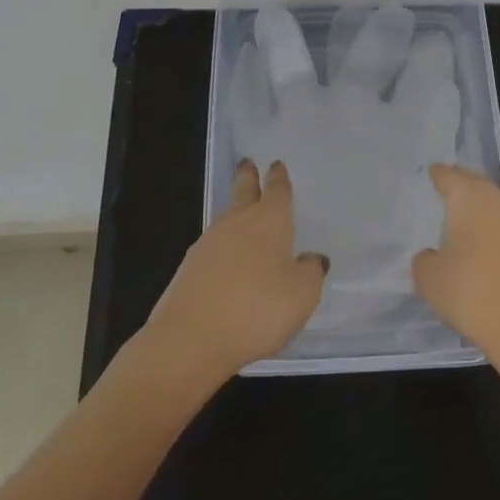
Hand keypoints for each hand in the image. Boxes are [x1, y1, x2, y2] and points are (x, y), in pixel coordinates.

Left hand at [146, 159, 327, 381]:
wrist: (192, 338)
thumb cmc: (258, 308)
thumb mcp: (302, 294)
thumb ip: (310, 272)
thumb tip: (311, 258)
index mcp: (269, 221)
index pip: (277, 191)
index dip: (278, 178)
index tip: (275, 164)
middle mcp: (238, 223)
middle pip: (243, 192)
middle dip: (248, 177)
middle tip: (246, 162)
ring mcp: (208, 244)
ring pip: (226, 219)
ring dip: (235, 212)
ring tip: (242, 213)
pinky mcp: (189, 269)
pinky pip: (212, 249)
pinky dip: (222, 248)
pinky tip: (227, 262)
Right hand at [411, 165, 499, 370]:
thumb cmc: (471, 291)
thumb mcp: (429, 277)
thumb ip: (424, 260)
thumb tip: (432, 257)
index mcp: (470, 195)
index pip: (447, 175)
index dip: (434, 175)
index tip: (425, 176)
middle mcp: (497, 199)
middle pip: (472, 185)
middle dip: (456, 190)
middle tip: (436, 197)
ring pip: (490, 207)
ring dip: (474, 213)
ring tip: (453, 225)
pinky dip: (488, 233)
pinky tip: (476, 251)